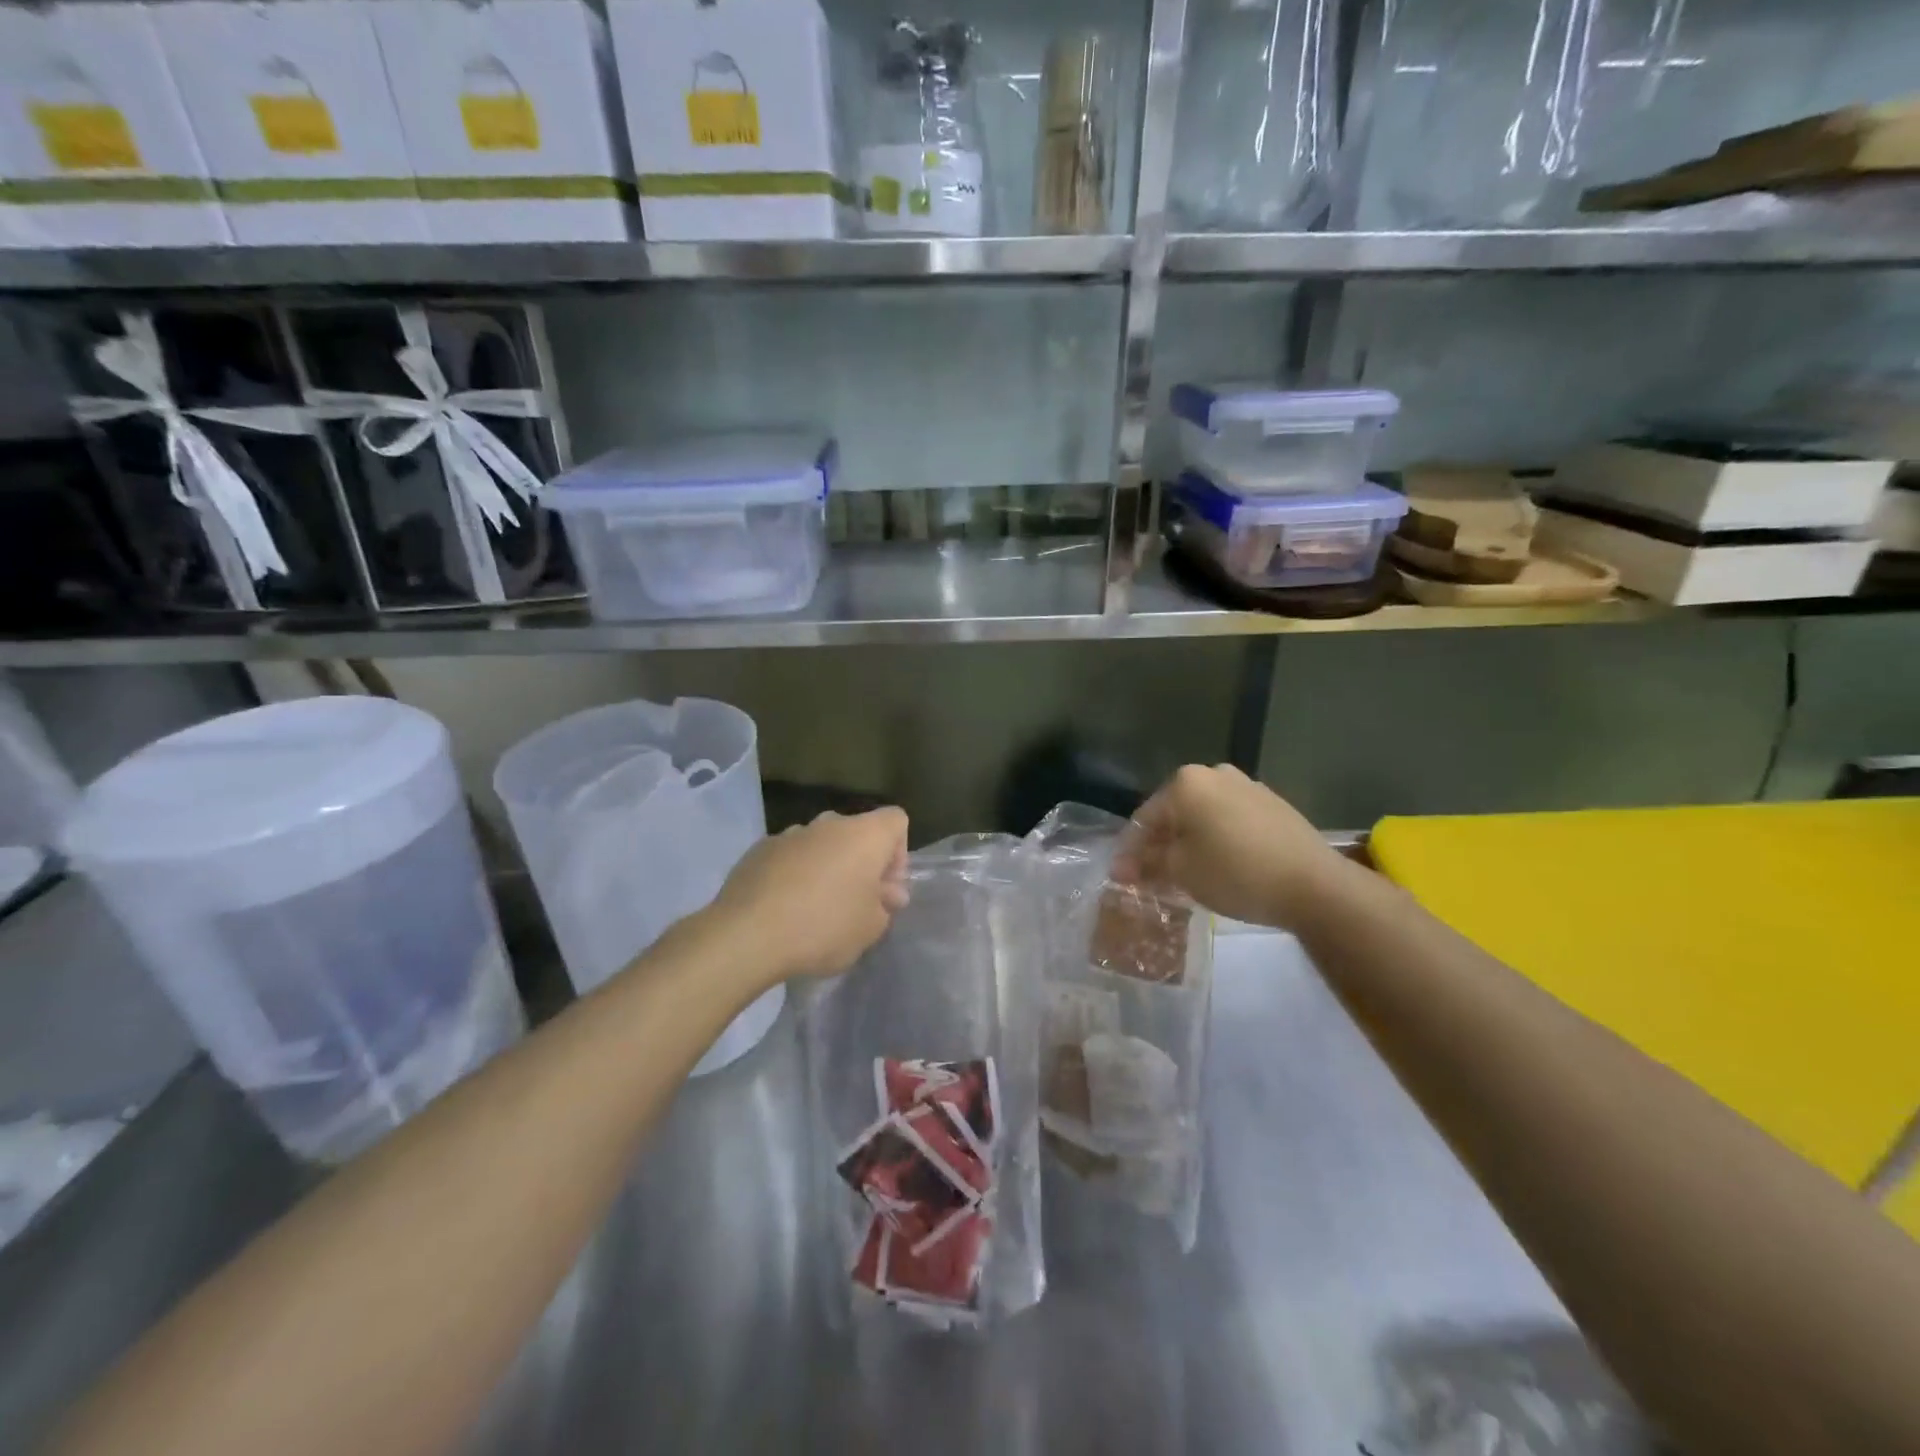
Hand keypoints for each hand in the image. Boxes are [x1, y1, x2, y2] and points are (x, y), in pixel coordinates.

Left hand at [711, 807, 909, 981]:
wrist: (747, 935)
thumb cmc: (823, 927)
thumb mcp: (870, 929)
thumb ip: (885, 905)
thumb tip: (887, 892)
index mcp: (864, 835)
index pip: (896, 820)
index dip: (898, 852)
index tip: (885, 888)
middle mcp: (829, 824)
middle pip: (857, 832)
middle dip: (862, 863)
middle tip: (856, 903)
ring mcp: (790, 833)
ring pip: (821, 844)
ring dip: (827, 867)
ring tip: (816, 909)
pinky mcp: (759, 849)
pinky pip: (790, 856)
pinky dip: (794, 874)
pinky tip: (785, 909)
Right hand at [1119, 764, 1345, 929]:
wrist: (1314, 885)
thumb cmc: (1235, 872)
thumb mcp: (1181, 871)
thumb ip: (1147, 864)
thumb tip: (1120, 868)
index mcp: (1186, 782)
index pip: (1145, 817)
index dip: (1132, 851)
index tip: (1124, 878)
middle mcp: (1215, 774)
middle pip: (1175, 813)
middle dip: (1161, 845)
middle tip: (1153, 878)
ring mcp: (1248, 786)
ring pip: (1204, 816)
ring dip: (1190, 842)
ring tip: (1187, 875)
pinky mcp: (1273, 804)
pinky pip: (1231, 820)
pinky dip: (1218, 839)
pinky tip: (1221, 866)